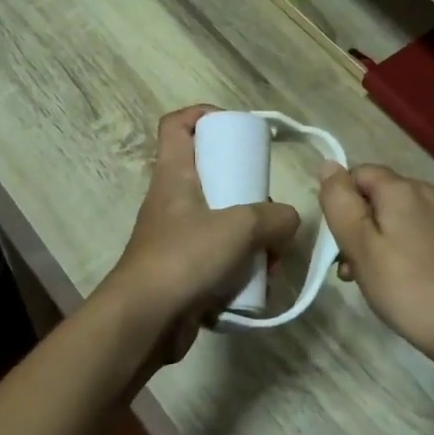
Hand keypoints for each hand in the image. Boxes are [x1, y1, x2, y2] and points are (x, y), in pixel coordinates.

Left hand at [98, 106, 300, 367]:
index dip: (202, 114)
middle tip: (268, 204)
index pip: (176, 125)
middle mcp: (172, 201)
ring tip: (273, 254)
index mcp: (174, 175)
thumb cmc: (185, 258)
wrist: (144, 321)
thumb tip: (289, 220)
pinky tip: (261, 281)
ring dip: (250, 235)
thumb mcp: (240, 228)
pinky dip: (241, 265)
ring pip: (219, 220)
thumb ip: (274, 218)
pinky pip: (218, 257)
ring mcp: (175, 237)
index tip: (235, 126)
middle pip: (209, 175)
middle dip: (246, 189)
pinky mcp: (182, 270)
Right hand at [318, 163, 433, 364]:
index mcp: (403, 191)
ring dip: (404, 235)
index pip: (362, 174)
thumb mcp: (359, 247)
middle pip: (392, 197)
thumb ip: (340, 202)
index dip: (346, 203)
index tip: (344, 241)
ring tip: (398, 277)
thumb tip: (329, 164)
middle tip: (363, 268)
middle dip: (373, 224)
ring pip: (422, 215)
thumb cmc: (404, 289)